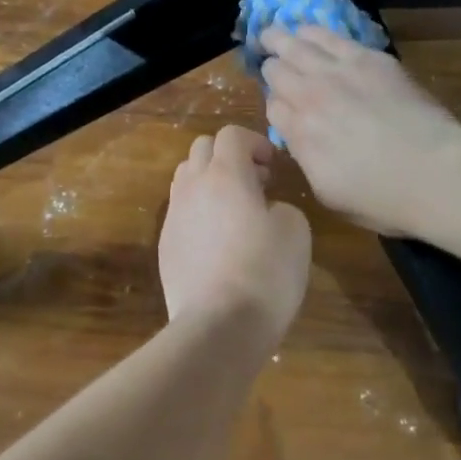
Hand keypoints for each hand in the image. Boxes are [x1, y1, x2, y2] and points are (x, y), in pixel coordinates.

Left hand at [159, 126, 311, 341]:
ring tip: (235, 210)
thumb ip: (281, 206)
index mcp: (225, 175)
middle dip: (230, 156)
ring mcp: (174, 216)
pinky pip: (181, 211)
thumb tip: (266, 209)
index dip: (255, 142)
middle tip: (256, 184)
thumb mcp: (296, 231)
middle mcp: (193, 186)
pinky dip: (199, 211)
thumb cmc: (265, 273)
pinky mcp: (165, 245)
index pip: (231, 134)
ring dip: (211, 181)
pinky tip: (219, 241)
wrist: (218, 325)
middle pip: (203, 148)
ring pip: (186, 177)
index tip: (273, 166)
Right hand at [259, 26, 460, 235]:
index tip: (284, 108)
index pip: (272, 107)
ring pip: (296, 44)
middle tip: (268, 61)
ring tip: (274, 34)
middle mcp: (310, 96)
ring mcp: (338, 72)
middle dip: (270, 67)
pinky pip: (329, 36)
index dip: (276, 105)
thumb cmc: (384, 198)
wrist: (435, 172)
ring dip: (281, 39)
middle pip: (276, 70)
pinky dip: (313, 33)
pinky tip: (309, 30)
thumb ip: (306, 159)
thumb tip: (300, 139)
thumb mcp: (328, 193)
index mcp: (299, 134)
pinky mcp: (369, 58)